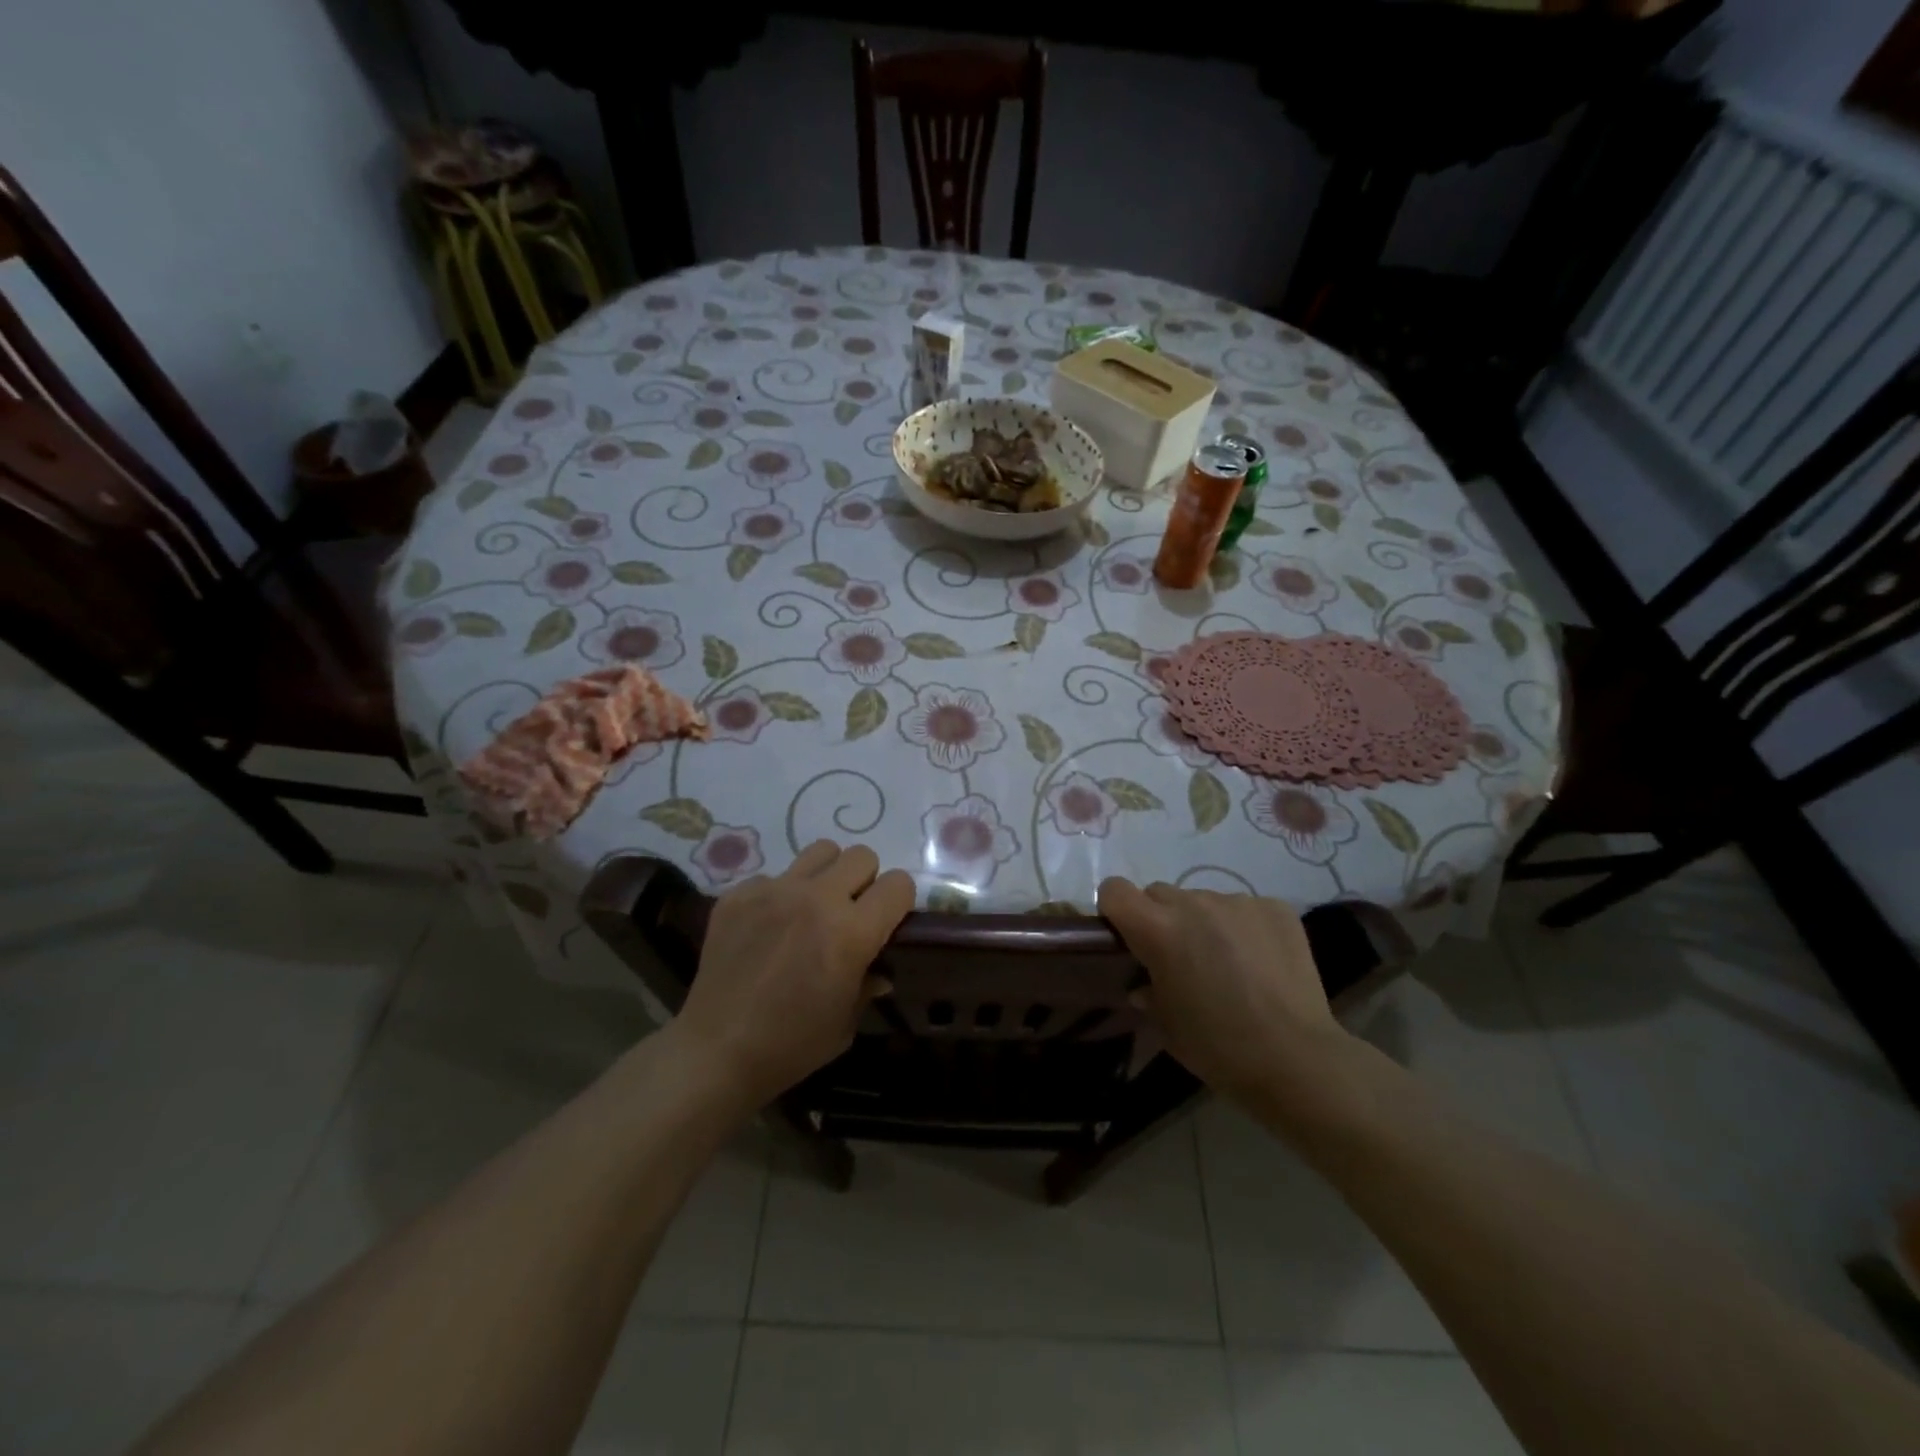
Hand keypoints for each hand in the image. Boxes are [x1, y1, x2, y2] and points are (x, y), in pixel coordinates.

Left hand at [673, 840, 914, 1109]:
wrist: (716, 1052)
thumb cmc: (791, 1045)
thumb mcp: (846, 1022)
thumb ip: (867, 983)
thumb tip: (878, 970)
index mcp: (851, 932)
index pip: (898, 884)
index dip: (898, 901)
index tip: (887, 920)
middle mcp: (816, 899)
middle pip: (861, 856)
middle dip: (864, 881)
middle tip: (850, 912)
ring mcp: (774, 891)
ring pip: (820, 851)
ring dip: (826, 875)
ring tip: (812, 906)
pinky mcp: (739, 894)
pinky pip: (773, 876)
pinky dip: (779, 895)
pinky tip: (768, 927)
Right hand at [1098, 879, 1353, 1107]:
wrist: (1296, 1059)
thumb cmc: (1218, 1047)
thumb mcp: (1166, 1025)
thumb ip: (1147, 991)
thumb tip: (1145, 983)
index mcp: (1157, 929)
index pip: (1115, 890)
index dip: (1116, 910)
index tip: (1127, 937)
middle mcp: (1193, 903)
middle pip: (1160, 893)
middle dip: (1161, 918)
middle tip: (1180, 958)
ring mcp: (1237, 901)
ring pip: (1203, 900)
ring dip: (1204, 923)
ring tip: (1228, 963)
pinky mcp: (1275, 908)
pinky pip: (1244, 909)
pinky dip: (1243, 928)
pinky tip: (1260, 963)